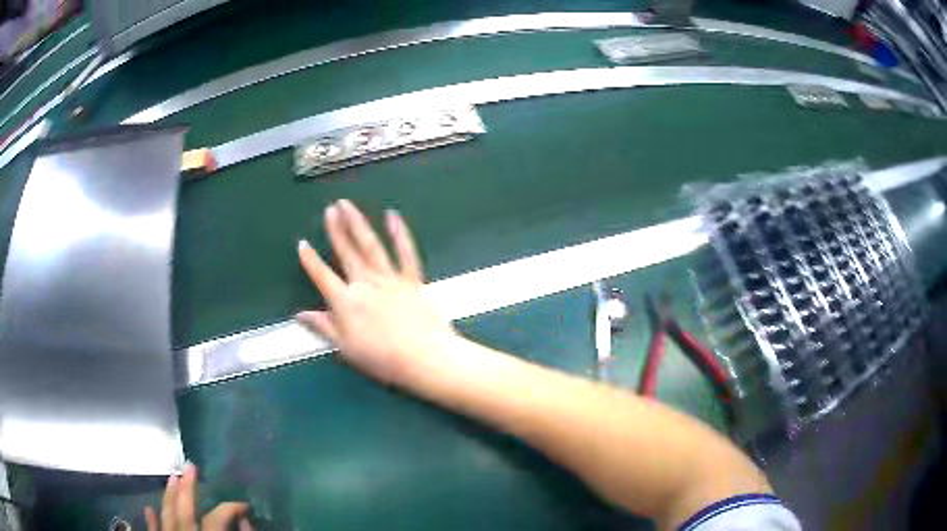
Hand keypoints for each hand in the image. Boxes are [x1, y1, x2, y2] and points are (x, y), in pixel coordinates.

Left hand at [145, 464, 251, 530]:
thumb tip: (246, 519)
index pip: (217, 517)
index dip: (232, 507)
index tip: (244, 505)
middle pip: (184, 509)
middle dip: (189, 487)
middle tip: (191, 464)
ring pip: (166, 514)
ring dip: (169, 496)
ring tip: (172, 476)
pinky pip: (154, 530)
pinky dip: (152, 519)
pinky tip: (148, 507)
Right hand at [297, 200, 456, 384]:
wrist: (424, 357)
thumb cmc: (382, 358)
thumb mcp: (345, 347)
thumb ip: (323, 327)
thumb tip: (300, 314)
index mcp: (346, 301)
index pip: (322, 276)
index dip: (310, 260)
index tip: (302, 244)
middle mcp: (365, 283)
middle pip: (347, 251)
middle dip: (336, 229)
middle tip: (329, 209)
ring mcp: (390, 278)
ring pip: (370, 245)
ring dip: (358, 223)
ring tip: (348, 205)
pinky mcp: (412, 279)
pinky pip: (405, 252)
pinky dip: (400, 233)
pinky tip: (393, 215)